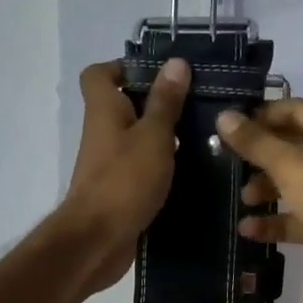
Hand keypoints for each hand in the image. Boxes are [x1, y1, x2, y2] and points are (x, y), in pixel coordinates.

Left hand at [58, 58, 190, 294]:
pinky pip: (142, 167)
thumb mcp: (154, 135)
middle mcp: (103, 132)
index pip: (99, 74)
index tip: (161, 74)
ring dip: (165, 136)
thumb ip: (165, 101)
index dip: (125, 67)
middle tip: (197, 103)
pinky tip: (194, 169)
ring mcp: (110, 163)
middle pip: (124, 105)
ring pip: (137, 138)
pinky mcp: (120, 189)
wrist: (97, 241)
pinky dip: (163, 165)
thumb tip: (176, 62)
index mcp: (104, 110)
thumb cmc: (124, 180)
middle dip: (158, 102)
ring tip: (205, 134)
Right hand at [214, 99, 302, 298]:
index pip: (293, 110)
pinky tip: (247, 228)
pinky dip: (272, 221)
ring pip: (291, 182)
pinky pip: (294, 216)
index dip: (260, 117)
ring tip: (244, 198)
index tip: (227, 127)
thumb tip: (223, 116)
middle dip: (258, 156)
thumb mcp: (291, 165)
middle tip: (225, 162)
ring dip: (263, 189)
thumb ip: (255, 142)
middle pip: (290, 146)